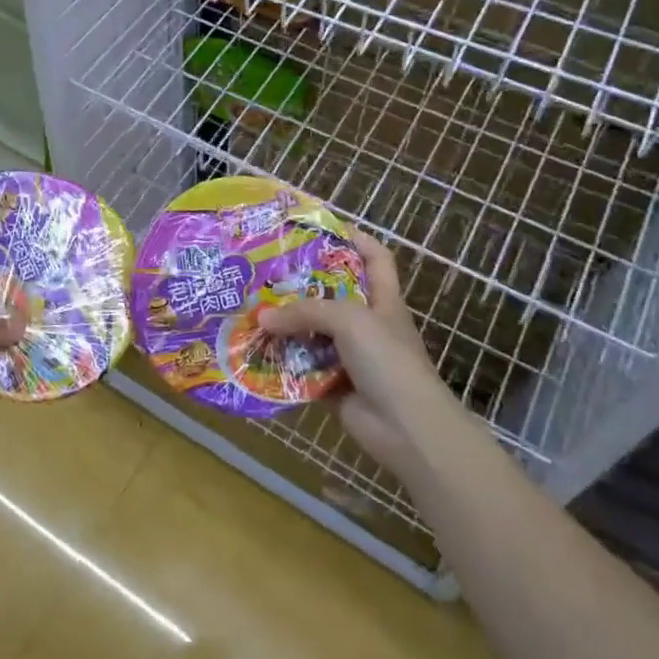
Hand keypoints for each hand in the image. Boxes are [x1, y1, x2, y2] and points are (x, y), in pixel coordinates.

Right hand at [260, 232, 452, 471]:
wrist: (408, 430)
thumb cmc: (388, 361)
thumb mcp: (350, 320)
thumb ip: (305, 312)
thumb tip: (262, 318)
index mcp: (382, 300)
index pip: (375, 257)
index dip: (354, 238)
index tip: (319, 228)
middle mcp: (367, 324)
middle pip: (333, 294)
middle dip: (302, 282)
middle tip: (265, 269)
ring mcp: (350, 356)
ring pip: (313, 332)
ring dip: (286, 325)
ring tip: (250, 308)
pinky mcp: (333, 385)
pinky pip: (302, 367)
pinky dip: (281, 362)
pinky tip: (254, 352)